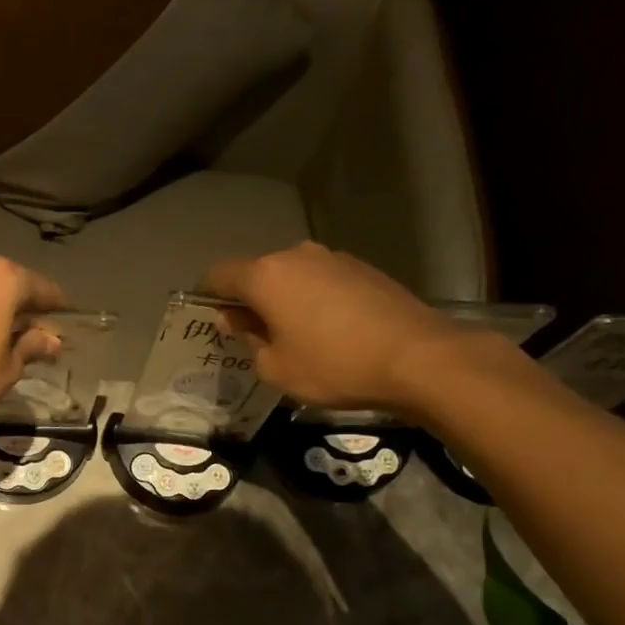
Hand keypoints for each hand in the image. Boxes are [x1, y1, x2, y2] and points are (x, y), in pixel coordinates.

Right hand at [202, 242, 465, 410]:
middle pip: (256, 273)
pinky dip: (313, 299)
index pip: (218, 275)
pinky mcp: (363, 269)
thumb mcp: (276, 368)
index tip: (208, 319)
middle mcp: (296, 256)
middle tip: (251, 335)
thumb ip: (248, 340)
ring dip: (283, 299)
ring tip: (292, 334)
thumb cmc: (333, 366)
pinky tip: (327, 330)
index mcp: (265, 276)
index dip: (206, 296)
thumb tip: (237, 320)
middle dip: (247, 300)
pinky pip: (321, 281)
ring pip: (291, 276)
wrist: (417, 358)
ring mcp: (333, 258)